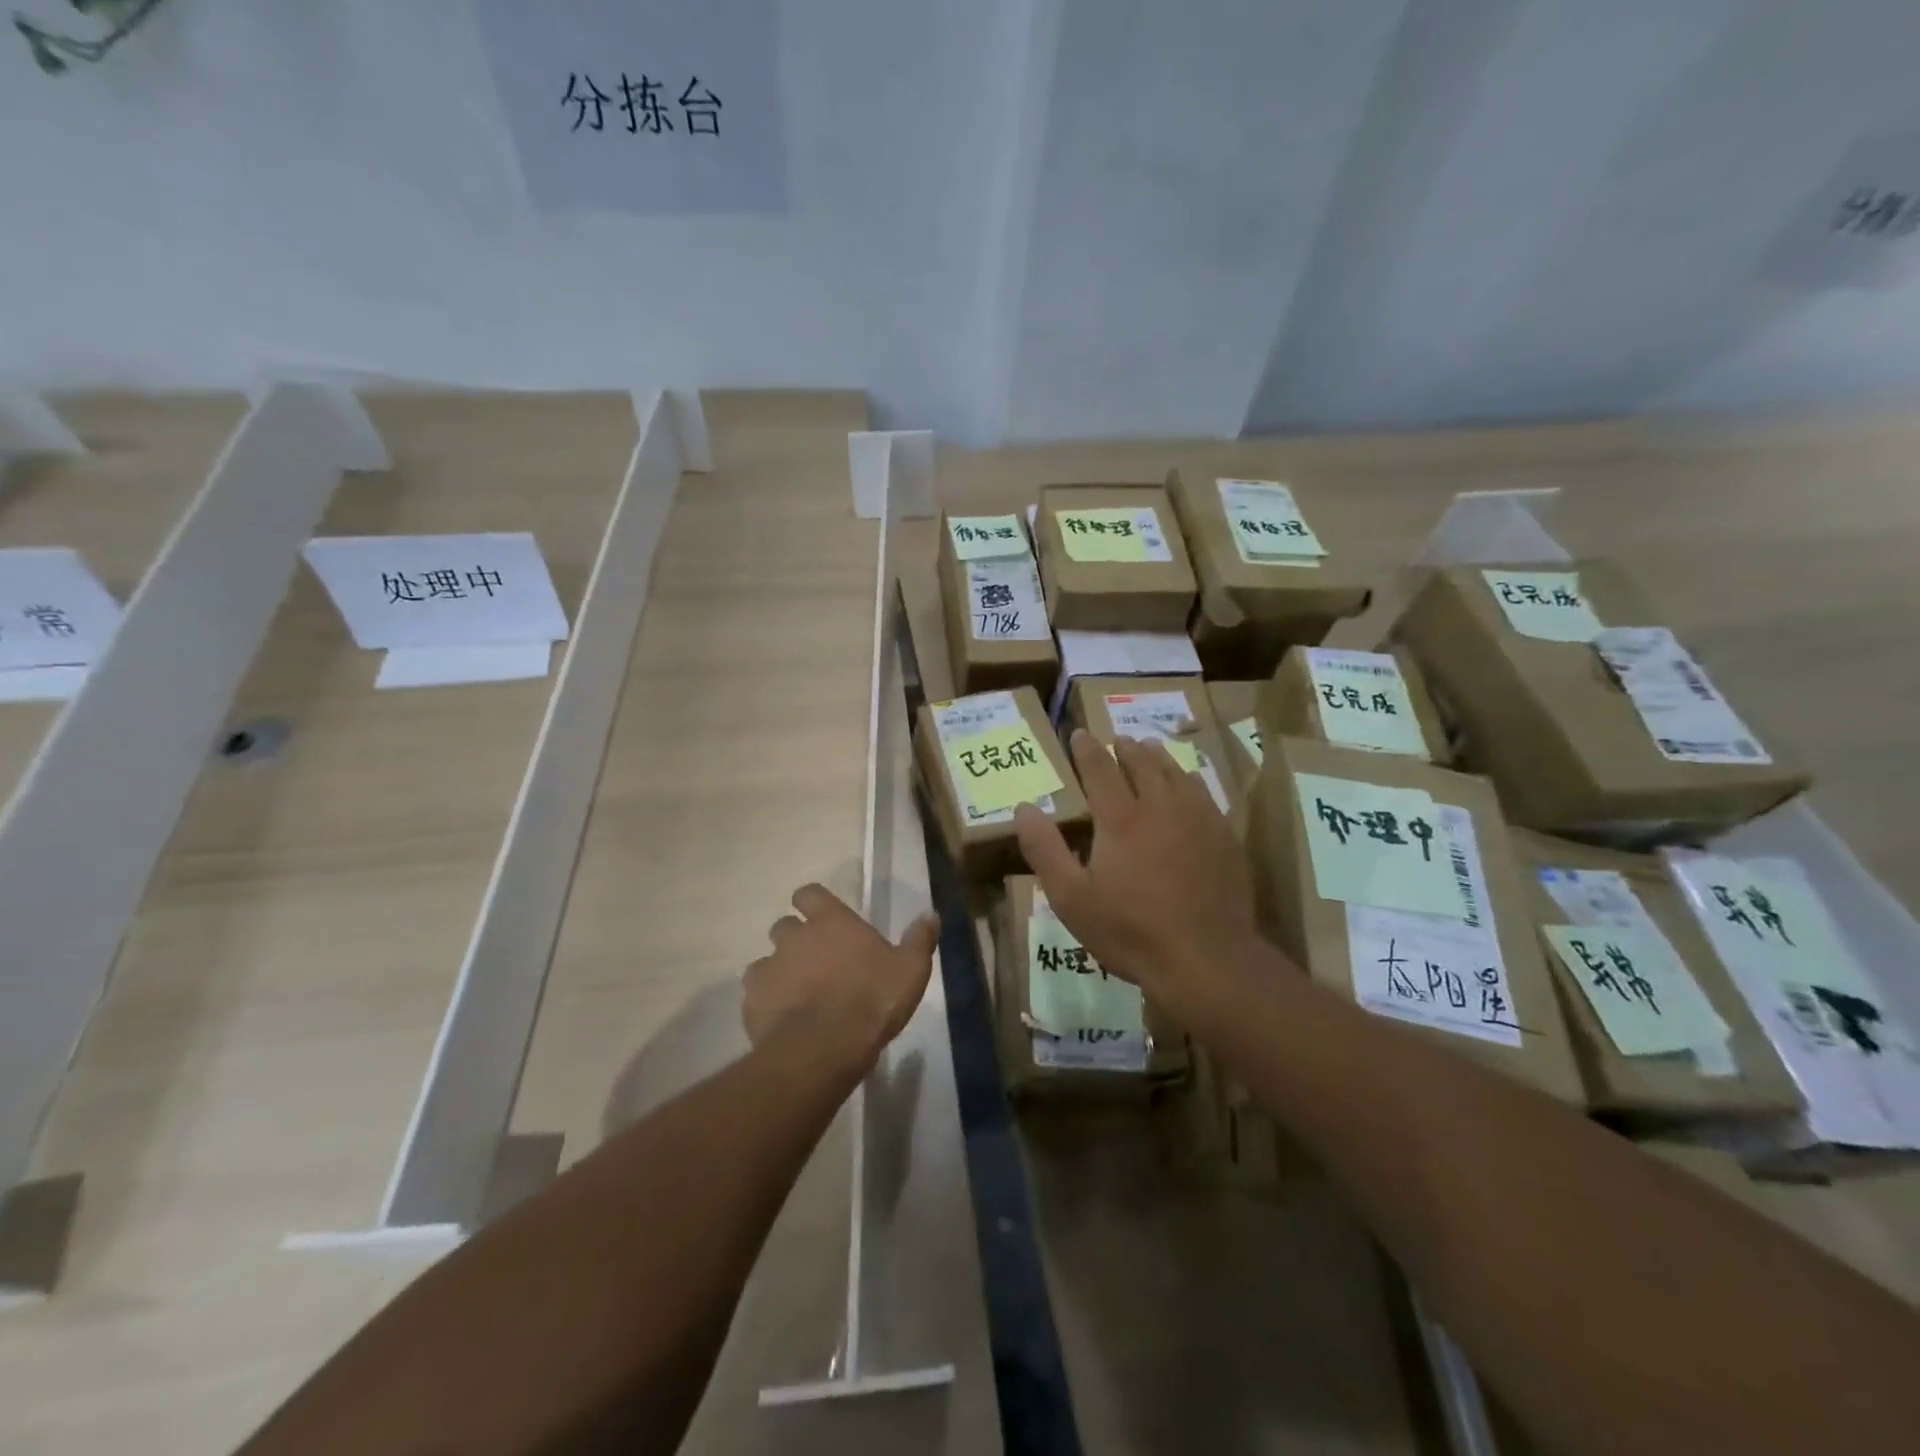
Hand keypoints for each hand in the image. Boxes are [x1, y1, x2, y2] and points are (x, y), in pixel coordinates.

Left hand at [744, 884, 938, 1078]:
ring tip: (797, 996)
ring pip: (765, 961)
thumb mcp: (911, 970)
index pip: (809, 893)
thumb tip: (931, 914)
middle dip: (795, 939)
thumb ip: (920, 939)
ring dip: (779, 972)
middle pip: (784, 926)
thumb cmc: (872, 1000)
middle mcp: (794, 937)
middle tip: (816, 963)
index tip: (822, 917)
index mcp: (831, 922)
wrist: (824, 1048)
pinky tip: (784, 1022)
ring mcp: (769, 969)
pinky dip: (767, 1004)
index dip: (813, 903)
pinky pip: (756, 996)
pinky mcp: (751, 1003)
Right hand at [1015, 730, 1258, 1016]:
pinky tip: (1188, 783)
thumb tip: (1024, 807)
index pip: (1100, 770)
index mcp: (1120, 820)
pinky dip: (1188, 779)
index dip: (1087, 750)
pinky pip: (1204, 793)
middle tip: (1117, 739)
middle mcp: (1160, 807)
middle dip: (1125, 748)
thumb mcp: (1071, 898)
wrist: (1206, 959)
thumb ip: (1044, 849)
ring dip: (1158, 756)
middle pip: (1142, 764)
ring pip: (1175, 773)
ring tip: (1149, 747)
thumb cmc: (1130, 931)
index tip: (1079, 734)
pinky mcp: (1224, 837)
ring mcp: (1198, 820)